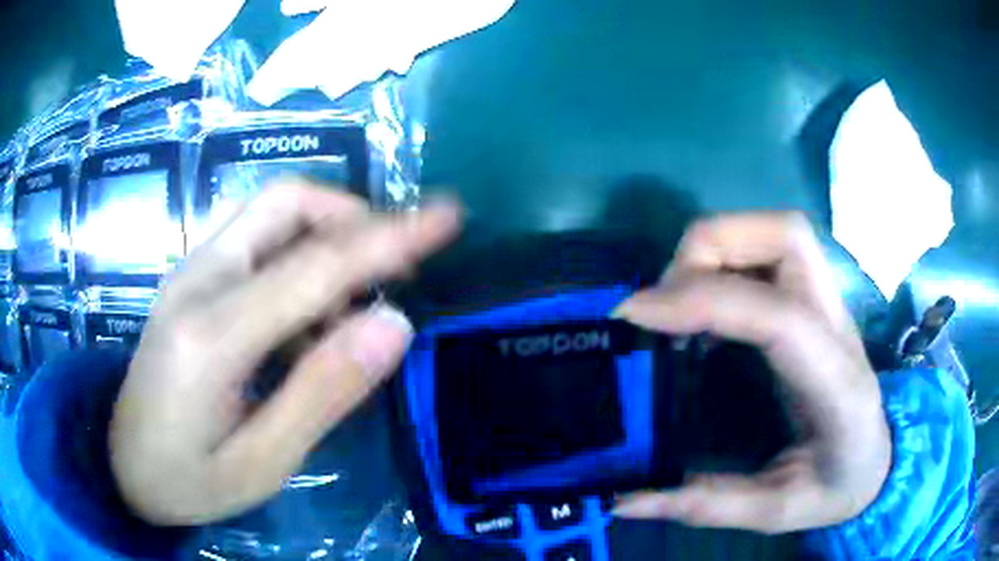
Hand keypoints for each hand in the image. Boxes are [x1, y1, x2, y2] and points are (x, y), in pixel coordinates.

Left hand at [109, 179, 460, 525]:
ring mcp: (190, 271)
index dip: (389, 237)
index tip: (448, 217)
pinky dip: (298, 257)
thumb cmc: (189, 478)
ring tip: (348, 309)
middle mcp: (198, 279)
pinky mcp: (190, 278)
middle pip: (285, 202)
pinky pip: (256, 238)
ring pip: (270, 213)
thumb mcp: (262, 462)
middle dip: (352, 216)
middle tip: (393, 265)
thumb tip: (394, 324)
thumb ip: (323, 392)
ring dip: (326, 238)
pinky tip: (303, 319)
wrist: (121, 463)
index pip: (316, 264)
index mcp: (213, 334)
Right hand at [612, 212, 890, 533]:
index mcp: (836, 384)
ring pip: (778, 231)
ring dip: (718, 246)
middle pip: (787, 237)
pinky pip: (770, 251)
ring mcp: (830, 304)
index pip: (778, 317)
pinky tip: (704, 307)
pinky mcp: (814, 301)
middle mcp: (838, 326)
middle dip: (713, 249)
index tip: (636, 316)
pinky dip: (727, 259)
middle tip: (664, 300)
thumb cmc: (837, 486)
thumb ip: (705, 506)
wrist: (877, 459)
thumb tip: (625, 501)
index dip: (704, 302)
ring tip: (678, 298)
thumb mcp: (775, 512)